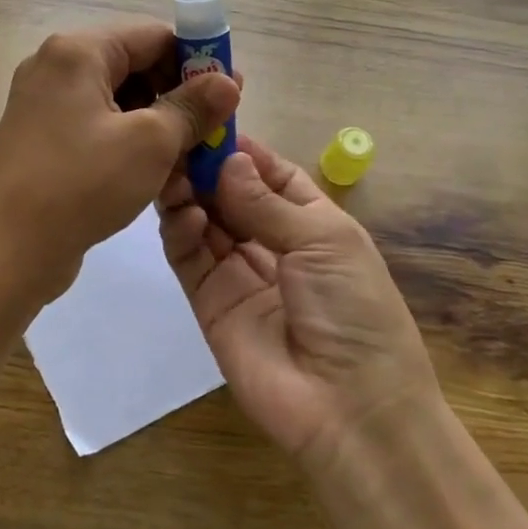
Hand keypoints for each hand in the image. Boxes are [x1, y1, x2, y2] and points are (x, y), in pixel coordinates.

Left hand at [0, 20, 239, 310]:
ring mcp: (44, 104)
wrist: (4, 250)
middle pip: (133, 64)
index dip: (197, 58)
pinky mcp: (42, 139)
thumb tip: (227, 80)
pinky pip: (96, 125)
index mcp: (77, 51)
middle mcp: (55, 67)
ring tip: (192, 155)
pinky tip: (156, 171)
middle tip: (215, 127)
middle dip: (177, 93)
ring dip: (157, 121)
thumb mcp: (149, 143)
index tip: (231, 90)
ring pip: (117, 99)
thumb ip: (192, 107)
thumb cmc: (80, 184)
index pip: (152, 35)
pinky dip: (128, 140)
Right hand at [158, 136, 438, 469]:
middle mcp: (271, 241)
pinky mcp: (208, 300)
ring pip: (204, 219)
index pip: (270, 173)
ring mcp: (237, 271)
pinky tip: (184, 212)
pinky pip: (188, 256)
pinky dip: (181, 229)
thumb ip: (268, 203)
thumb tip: (228, 160)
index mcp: (312, 222)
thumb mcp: (325, 242)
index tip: (209, 118)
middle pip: (230, 193)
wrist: (350, 410)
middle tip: (177, 139)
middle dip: (206, 166)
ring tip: (172, 171)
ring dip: (188, 192)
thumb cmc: (355, 311)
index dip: (242, 148)